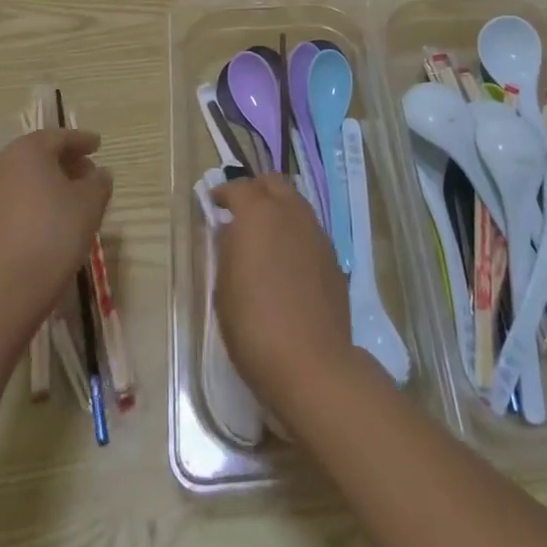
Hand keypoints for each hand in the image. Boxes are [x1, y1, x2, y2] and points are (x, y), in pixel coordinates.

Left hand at [0, 128, 111, 321]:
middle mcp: (2, 164)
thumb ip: (99, 180)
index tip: (98, 146)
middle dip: (65, 160)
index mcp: (28, 150)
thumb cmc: (56, 232)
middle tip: (87, 172)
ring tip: (70, 196)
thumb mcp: (91, 202)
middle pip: (38, 154)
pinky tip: (48, 216)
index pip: (60, 137)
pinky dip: (32, 198)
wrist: (9, 288)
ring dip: (47, 180)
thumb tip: (98, 174)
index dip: (82, 141)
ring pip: (23, 176)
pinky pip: (12, 197)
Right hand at [212, 174, 353, 409]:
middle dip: (255, 191)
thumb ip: (228, 248)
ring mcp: (316, 232)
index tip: (213, 203)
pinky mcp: (333, 256)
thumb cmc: (254, 325)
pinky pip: (309, 230)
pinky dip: (295, 233)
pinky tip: (287, 261)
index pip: (238, 187)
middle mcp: (290, 212)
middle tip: (240, 212)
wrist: (311, 363)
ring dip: (278, 209)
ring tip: (265, 236)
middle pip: (273, 184)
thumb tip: (232, 231)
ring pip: (295, 204)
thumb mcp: (225, 286)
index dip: (223, 193)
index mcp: (258, 213)